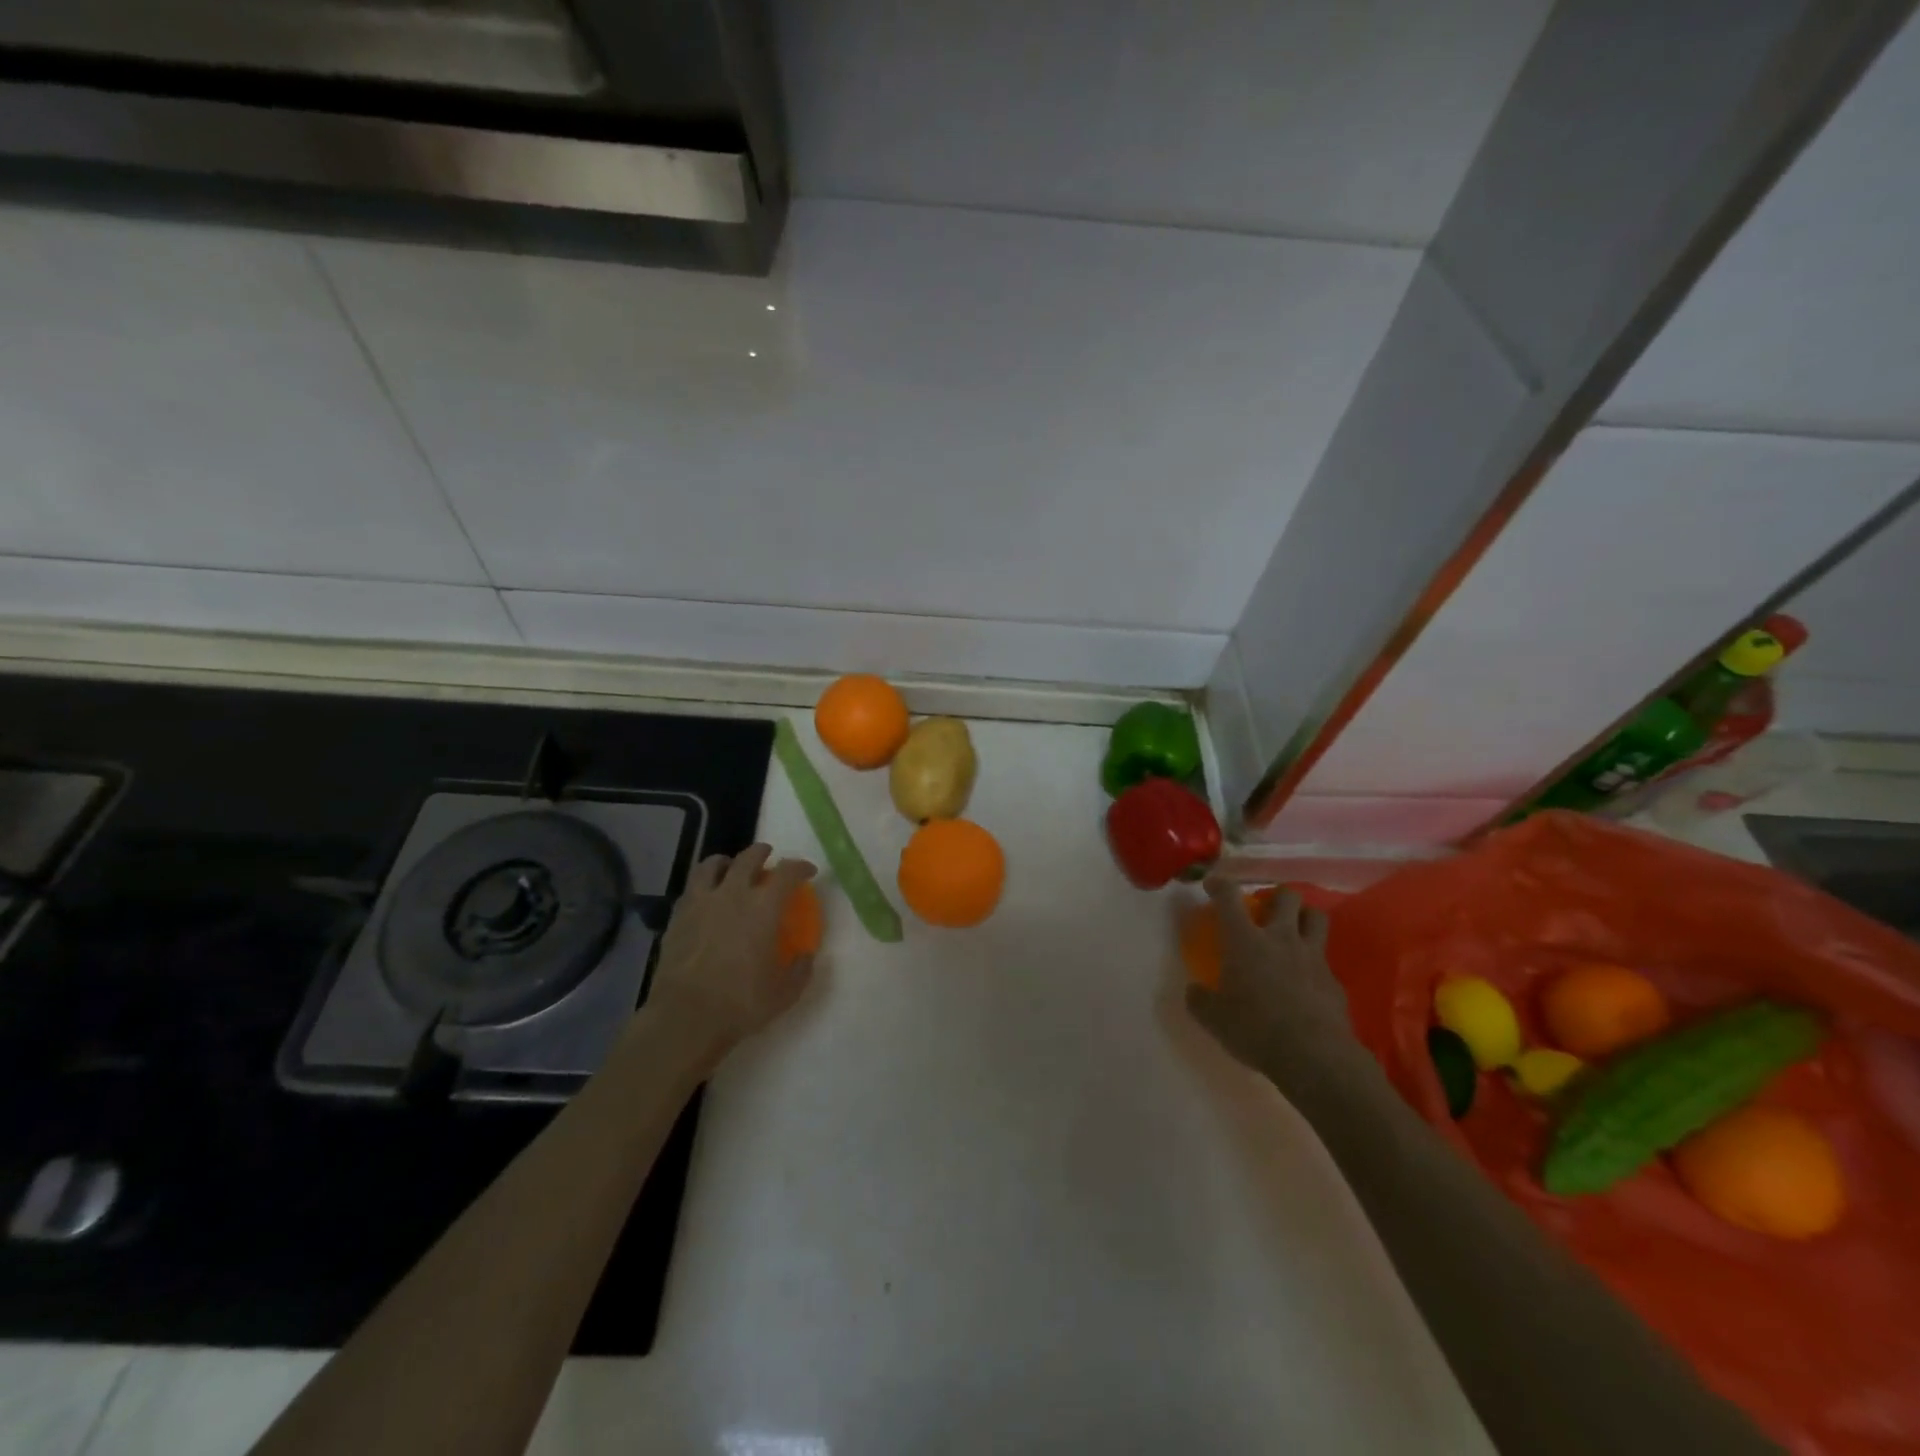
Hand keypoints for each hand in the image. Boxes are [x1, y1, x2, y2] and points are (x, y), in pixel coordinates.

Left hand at [645, 844, 817, 1056]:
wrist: (685, 1017)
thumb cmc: (741, 1003)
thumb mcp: (785, 992)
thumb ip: (800, 969)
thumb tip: (806, 956)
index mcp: (763, 908)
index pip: (787, 872)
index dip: (800, 867)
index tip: (808, 872)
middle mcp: (732, 895)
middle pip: (748, 858)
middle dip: (761, 853)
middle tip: (768, 857)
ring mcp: (700, 903)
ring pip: (711, 865)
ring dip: (725, 861)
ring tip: (729, 867)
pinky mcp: (677, 918)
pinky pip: (690, 890)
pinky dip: (702, 886)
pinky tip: (705, 898)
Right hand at [1185, 874, 1348, 1074]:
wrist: (1315, 1057)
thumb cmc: (1255, 1030)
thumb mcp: (1213, 1019)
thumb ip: (1200, 1000)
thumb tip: (1195, 991)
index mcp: (1245, 941)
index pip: (1229, 898)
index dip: (1220, 885)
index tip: (1213, 884)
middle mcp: (1281, 938)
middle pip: (1286, 896)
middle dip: (1275, 896)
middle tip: (1264, 910)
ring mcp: (1312, 957)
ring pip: (1316, 917)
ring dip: (1304, 916)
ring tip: (1293, 929)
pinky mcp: (1334, 981)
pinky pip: (1325, 959)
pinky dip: (1314, 961)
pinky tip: (1306, 980)